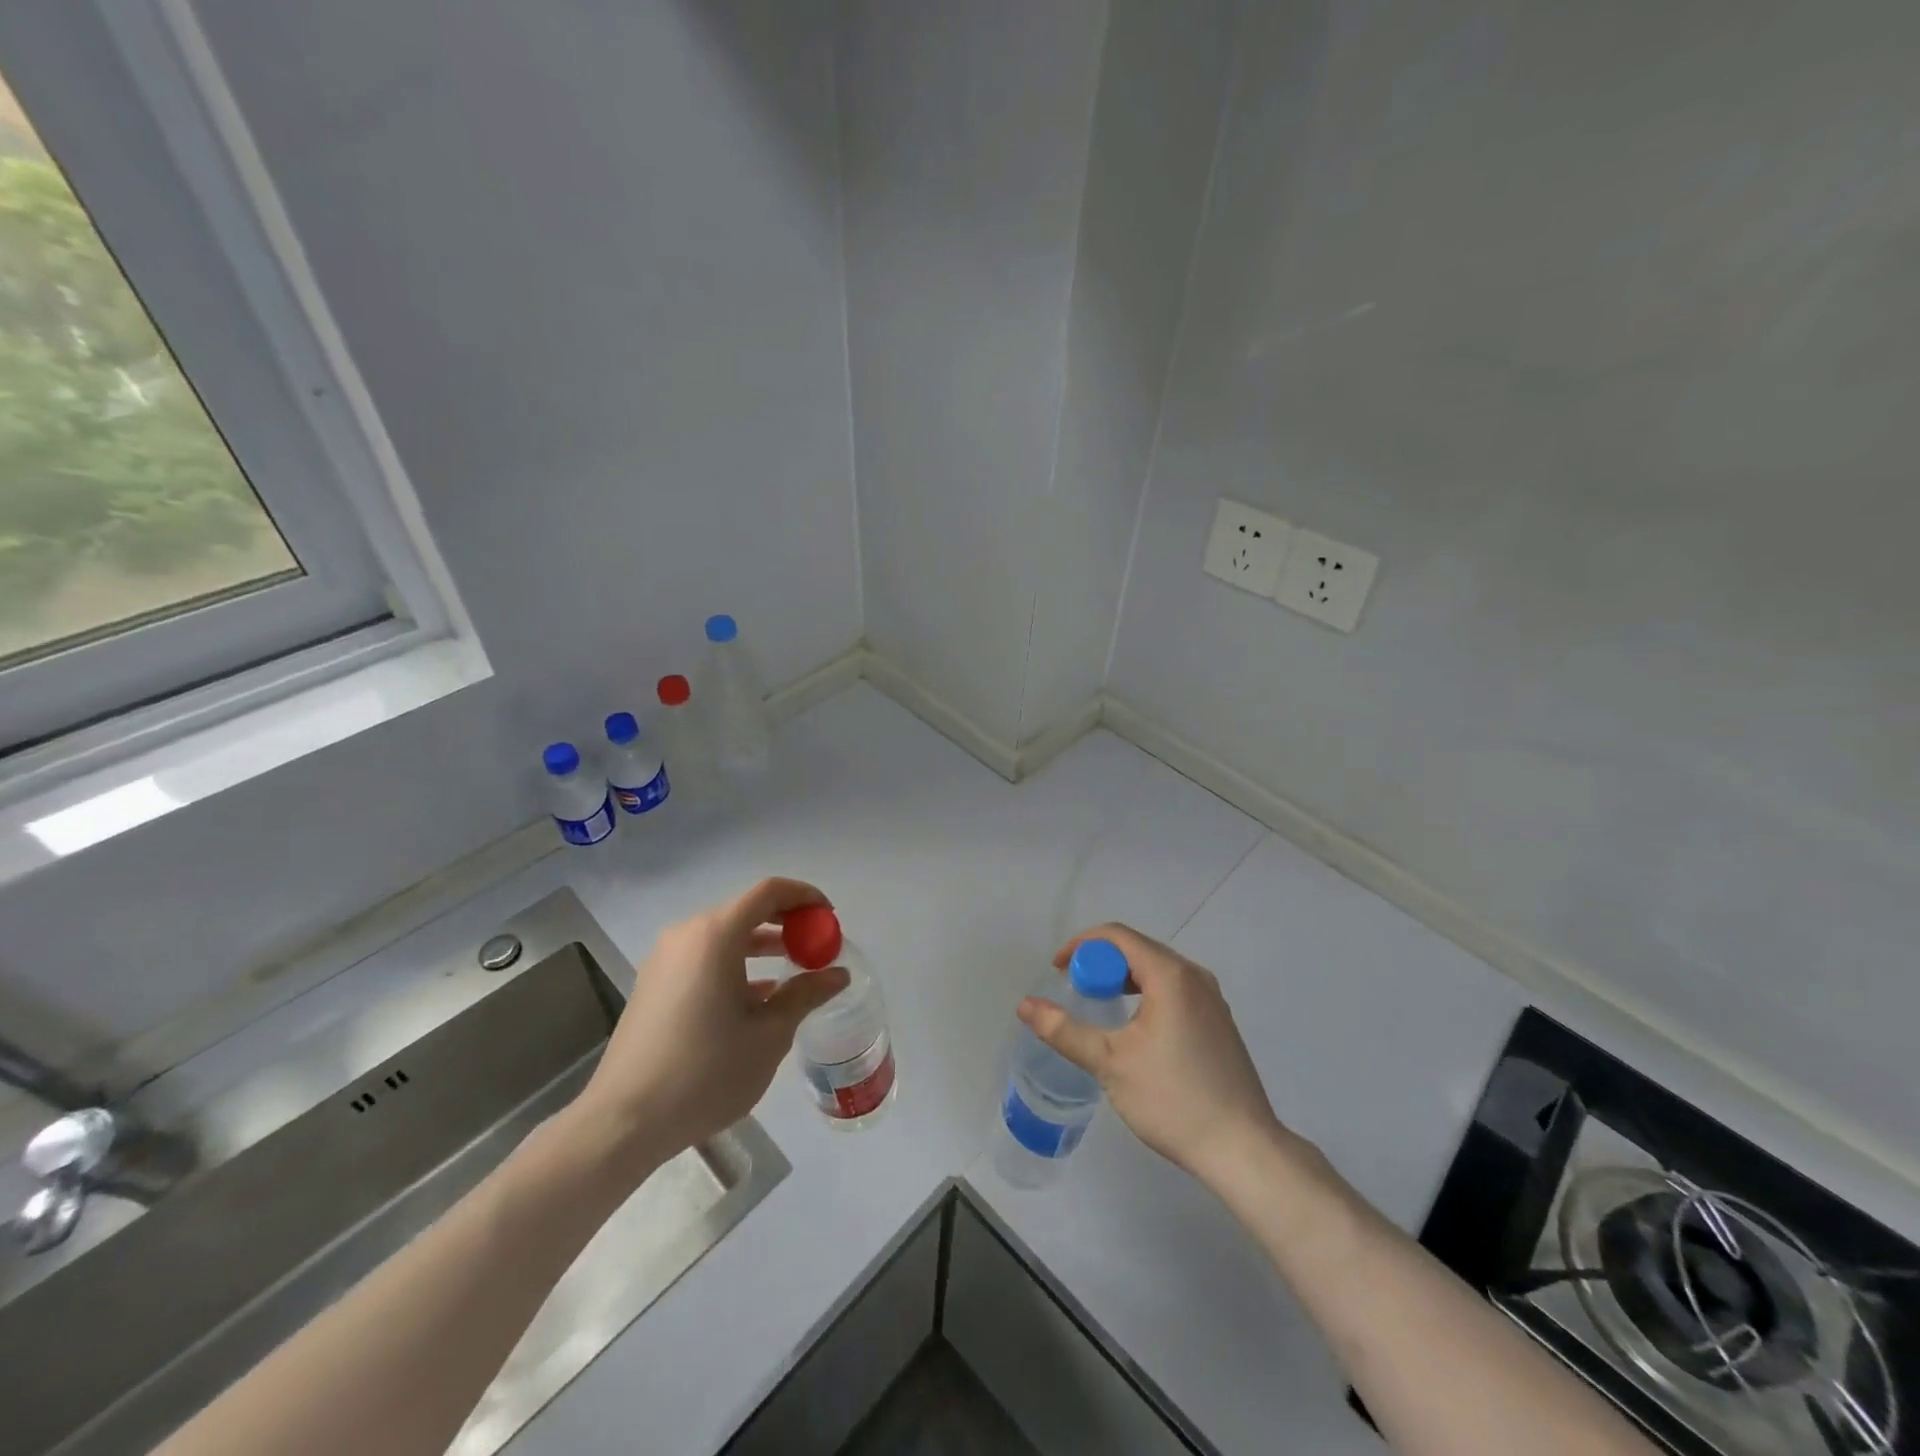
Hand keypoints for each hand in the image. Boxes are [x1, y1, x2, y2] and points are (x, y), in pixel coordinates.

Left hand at [573, 877, 849, 1172]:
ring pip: (724, 936)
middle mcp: (687, 935)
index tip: (830, 918)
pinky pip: (704, 958)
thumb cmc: (705, 1073)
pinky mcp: (653, 984)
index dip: (805, 896)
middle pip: (746, 911)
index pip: (769, 892)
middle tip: (816, 946)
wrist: (623, 1122)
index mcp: (716, 935)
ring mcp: (665, 959)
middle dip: (786, 923)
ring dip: (761, 946)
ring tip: (794, 971)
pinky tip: (756, 997)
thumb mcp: (769, 1035)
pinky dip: (735, 965)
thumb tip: (837, 974)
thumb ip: (805, 995)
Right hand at [1018, 922, 1286, 1185]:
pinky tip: (1135, 1027)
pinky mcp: (1219, 1021)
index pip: (1118, 936)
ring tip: (1099, 1004)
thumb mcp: (1109, 1063)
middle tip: (1074, 989)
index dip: (1081, 945)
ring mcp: (1212, 999)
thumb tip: (1025, 1006)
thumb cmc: (1173, 1100)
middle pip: (1138, 949)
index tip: (1057, 970)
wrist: (1243, 1149)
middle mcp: (1195, 976)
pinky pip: (1174, 988)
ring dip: (1123, 978)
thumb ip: (1064, 1030)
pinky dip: (1146, 993)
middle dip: (1100, 962)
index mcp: (1171, 975)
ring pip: (1157, 969)